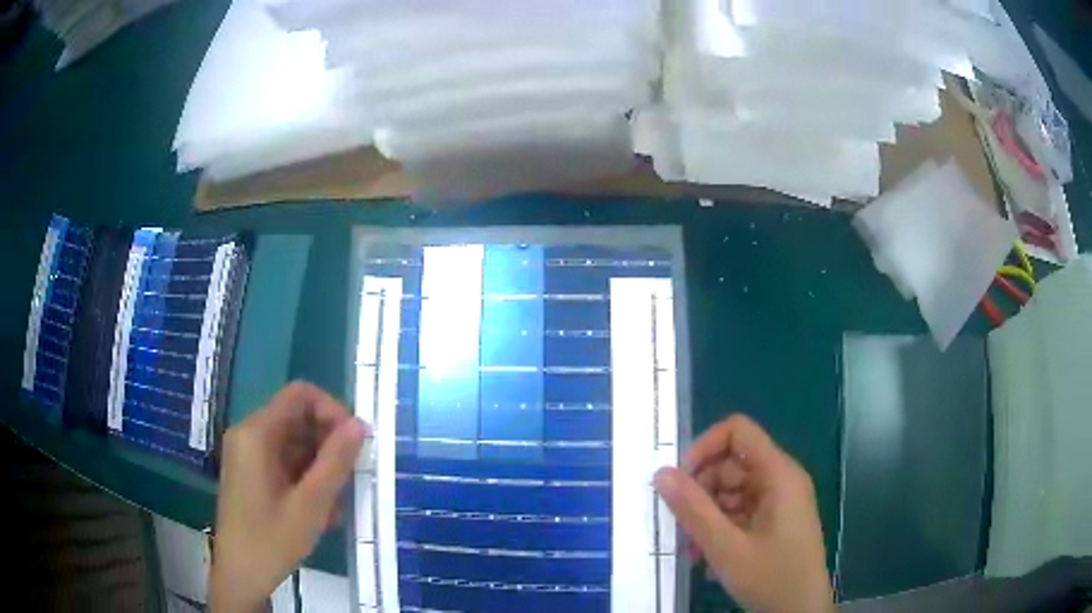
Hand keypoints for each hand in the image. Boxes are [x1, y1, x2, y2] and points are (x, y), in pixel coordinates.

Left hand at [209, 382, 366, 612]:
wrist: (240, 575)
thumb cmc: (271, 540)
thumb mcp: (311, 504)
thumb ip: (336, 462)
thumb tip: (359, 425)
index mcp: (257, 433)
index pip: (300, 395)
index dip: (332, 410)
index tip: (354, 442)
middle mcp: (249, 435)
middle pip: (298, 419)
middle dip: (329, 444)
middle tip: (350, 479)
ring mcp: (248, 455)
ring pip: (295, 443)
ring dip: (321, 466)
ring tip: (337, 504)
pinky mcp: (251, 473)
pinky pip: (285, 462)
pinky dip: (307, 478)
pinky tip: (321, 511)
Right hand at [654, 415, 832, 612]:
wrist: (800, 612)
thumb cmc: (771, 577)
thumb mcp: (726, 547)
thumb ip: (693, 510)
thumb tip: (661, 473)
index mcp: (778, 474)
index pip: (738, 431)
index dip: (705, 447)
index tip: (680, 480)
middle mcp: (780, 480)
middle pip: (731, 464)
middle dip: (701, 492)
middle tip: (681, 526)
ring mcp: (778, 502)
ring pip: (731, 491)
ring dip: (706, 516)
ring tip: (693, 550)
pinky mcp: (774, 521)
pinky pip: (740, 512)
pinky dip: (720, 528)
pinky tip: (708, 557)